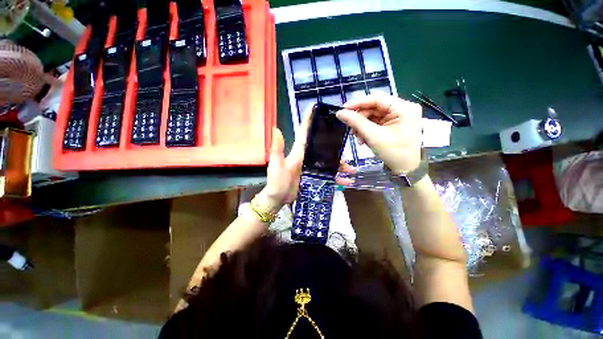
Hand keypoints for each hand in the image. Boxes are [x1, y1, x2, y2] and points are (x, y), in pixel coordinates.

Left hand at [257, 107, 353, 212]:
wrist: (278, 199)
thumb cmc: (277, 182)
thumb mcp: (276, 165)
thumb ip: (277, 149)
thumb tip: (276, 128)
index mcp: (298, 152)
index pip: (304, 133)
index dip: (309, 120)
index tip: (317, 107)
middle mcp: (307, 157)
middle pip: (322, 147)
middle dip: (334, 145)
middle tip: (347, 144)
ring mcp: (312, 167)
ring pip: (329, 162)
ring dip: (340, 165)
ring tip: (352, 170)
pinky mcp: (315, 177)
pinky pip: (328, 176)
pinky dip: (337, 178)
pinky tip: (347, 181)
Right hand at [337, 94, 422, 172]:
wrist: (405, 169)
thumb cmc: (393, 152)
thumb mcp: (373, 136)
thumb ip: (356, 122)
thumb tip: (340, 113)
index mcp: (404, 108)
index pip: (377, 98)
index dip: (358, 103)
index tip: (342, 109)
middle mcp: (403, 108)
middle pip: (374, 108)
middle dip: (360, 120)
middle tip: (350, 130)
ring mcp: (399, 116)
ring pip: (373, 116)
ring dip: (362, 127)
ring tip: (358, 138)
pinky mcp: (394, 123)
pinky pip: (376, 122)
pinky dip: (367, 130)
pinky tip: (363, 139)